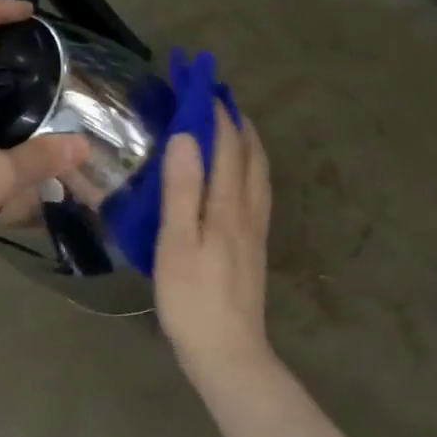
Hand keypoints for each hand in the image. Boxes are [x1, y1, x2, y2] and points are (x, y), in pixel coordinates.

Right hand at [154, 103, 274, 382]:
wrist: (228, 353)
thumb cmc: (192, 300)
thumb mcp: (176, 244)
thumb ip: (182, 190)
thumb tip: (186, 136)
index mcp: (228, 206)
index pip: (227, 146)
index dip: (215, 113)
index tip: (201, 83)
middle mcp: (248, 211)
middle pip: (250, 155)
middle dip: (236, 121)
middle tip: (218, 97)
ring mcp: (255, 230)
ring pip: (259, 174)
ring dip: (247, 143)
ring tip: (233, 126)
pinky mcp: (254, 247)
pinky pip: (257, 192)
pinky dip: (250, 168)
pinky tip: (240, 176)